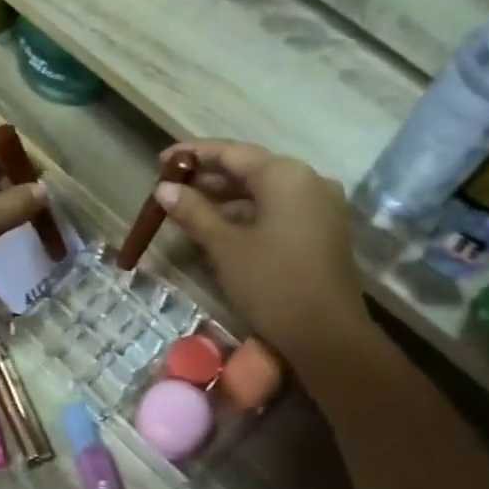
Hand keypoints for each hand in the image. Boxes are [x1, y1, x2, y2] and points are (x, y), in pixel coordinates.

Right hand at [152, 140, 366, 370]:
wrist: (327, 336)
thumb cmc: (272, 284)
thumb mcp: (224, 246)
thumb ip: (193, 212)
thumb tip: (164, 189)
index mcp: (285, 175)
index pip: (231, 152)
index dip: (193, 155)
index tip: (161, 162)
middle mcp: (308, 181)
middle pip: (250, 170)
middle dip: (209, 179)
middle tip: (171, 190)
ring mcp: (320, 207)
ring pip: (264, 194)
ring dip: (226, 201)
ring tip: (188, 212)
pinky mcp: (323, 232)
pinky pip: (279, 212)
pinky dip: (248, 217)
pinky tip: (221, 231)